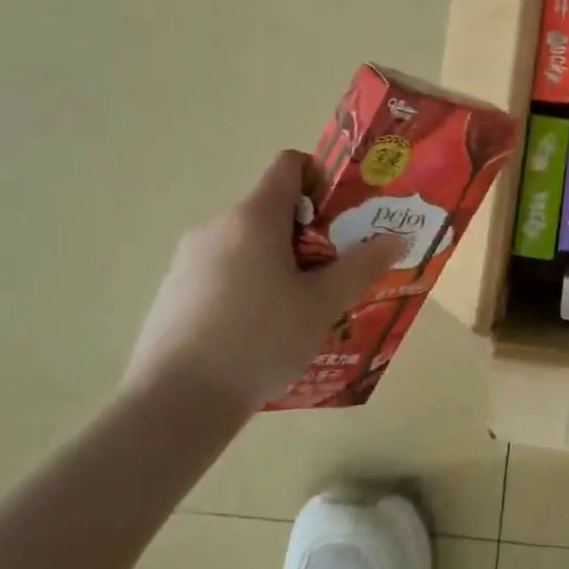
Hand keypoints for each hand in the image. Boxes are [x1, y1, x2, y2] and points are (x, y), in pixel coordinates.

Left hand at [124, 151, 401, 420]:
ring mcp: (188, 259)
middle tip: (332, 272)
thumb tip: (395, 238)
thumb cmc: (259, 340)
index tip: (341, 215)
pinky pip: (221, 271)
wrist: (175, 404)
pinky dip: (246, 284)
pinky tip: (258, 331)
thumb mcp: (323, 304)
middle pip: (270, 208)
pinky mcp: (172, 291)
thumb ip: (362, 266)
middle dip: (307, 232)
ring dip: (277, 261)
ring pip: (246, 243)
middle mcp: (217, 225)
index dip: (320, 177)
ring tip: (299, 308)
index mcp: (254, 216)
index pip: (289, 164)